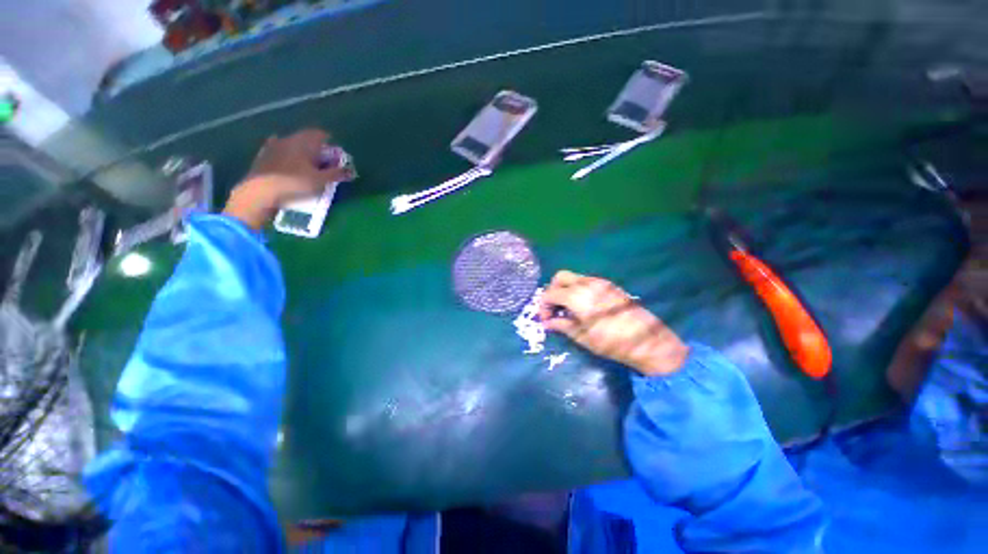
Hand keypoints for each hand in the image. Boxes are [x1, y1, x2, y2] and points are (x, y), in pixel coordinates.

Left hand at [223, 129, 353, 228]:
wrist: (260, 190)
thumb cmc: (295, 183)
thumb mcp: (321, 180)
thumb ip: (336, 174)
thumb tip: (351, 171)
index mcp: (304, 142)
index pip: (320, 134)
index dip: (330, 142)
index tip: (336, 154)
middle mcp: (289, 139)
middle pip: (307, 139)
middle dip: (317, 148)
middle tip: (325, 162)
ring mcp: (274, 146)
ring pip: (293, 144)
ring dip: (302, 151)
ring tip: (308, 165)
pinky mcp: (264, 155)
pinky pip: (279, 151)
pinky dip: (287, 156)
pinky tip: (288, 163)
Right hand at [539, 271, 688, 375]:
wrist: (648, 341)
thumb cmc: (611, 342)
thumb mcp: (582, 337)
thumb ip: (562, 325)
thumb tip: (547, 323)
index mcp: (577, 297)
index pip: (549, 293)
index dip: (543, 306)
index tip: (545, 319)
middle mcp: (586, 284)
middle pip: (559, 277)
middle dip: (552, 291)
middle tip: (554, 308)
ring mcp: (599, 282)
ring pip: (573, 277)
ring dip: (565, 289)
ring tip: (567, 308)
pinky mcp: (609, 285)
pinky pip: (586, 281)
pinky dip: (577, 289)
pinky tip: (582, 305)